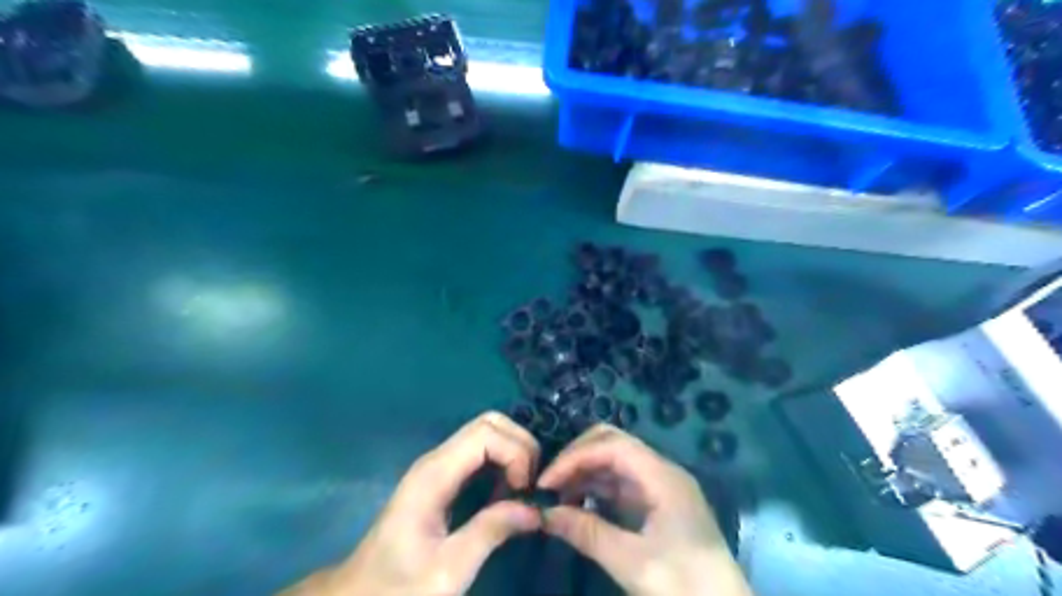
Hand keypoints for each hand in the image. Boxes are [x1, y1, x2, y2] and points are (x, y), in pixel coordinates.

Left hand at [280, 412, 540, 595]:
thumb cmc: (399, 587)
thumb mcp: (448, 569)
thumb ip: (491, 532)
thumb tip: (535, 508)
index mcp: (434, 474)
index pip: (486, 433)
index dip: (515, 453)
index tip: (525, 491)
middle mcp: (436, 459)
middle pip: (489, 423)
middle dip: (519, 444)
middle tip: (531, 484)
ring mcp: (438, 466)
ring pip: (486, 433)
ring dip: (513, 452)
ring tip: (522, 490)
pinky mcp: (442, 478)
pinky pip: (480, 452)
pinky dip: (503, 461)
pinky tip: (506, 492)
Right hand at [539, 423, 753, 595]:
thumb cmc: (686, 585)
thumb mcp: (633, 563)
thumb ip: (588, 533)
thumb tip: (545, 514)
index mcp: (662, 476)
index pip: (611, 445)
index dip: (575, 457)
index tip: (546, 482)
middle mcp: (661, 472)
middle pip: (613, 444)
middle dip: (578, 457)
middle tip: (550, 483)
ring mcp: (660, 487)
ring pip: (614, 463)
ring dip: (585, 473)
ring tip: (557, 497)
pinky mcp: (657, 506)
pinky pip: (620, 485)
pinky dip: (596, 490)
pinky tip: (577, 506)